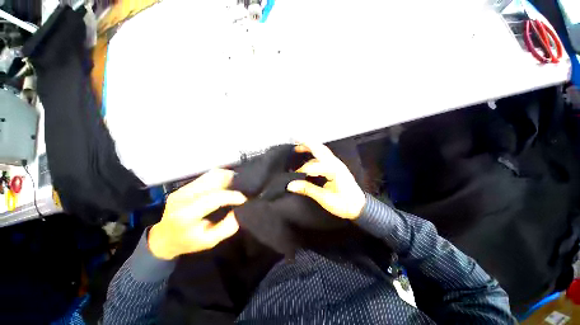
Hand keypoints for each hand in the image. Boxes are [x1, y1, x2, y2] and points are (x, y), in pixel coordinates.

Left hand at [149, 169, 246, 259]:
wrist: (161, 238)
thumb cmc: (186, 242)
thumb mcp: (209, 241)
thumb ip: (226, 228)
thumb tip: (237, 211)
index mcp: (186, 215)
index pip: (213, 198)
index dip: (232, 196)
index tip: (243, 199)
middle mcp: (182, 197)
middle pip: (211, 180)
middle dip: (230, 182)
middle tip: (242, 188)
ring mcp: (182, 189)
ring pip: (209, 175)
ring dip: (225, 177)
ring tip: (236, 184)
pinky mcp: (184, 186)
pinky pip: (206, 176)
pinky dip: (219, 177)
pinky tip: (226, 183)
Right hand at [287, 143, 365, 219]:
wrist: (359, 206)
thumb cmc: (345, 204)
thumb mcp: (325, 199)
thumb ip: (307, 189)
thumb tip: (291, 185)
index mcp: (334, 171)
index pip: (314, 166)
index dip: (302, 170)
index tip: (294, 178)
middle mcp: (336, 164)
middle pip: (319, 149)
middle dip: (306, 144)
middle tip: (295, 141)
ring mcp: (337, 164)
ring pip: (322, 150)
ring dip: (311, 147)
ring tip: (299, 146)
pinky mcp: (337, 166)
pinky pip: (325, 155)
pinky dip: (316, 152)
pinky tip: (310, 154)